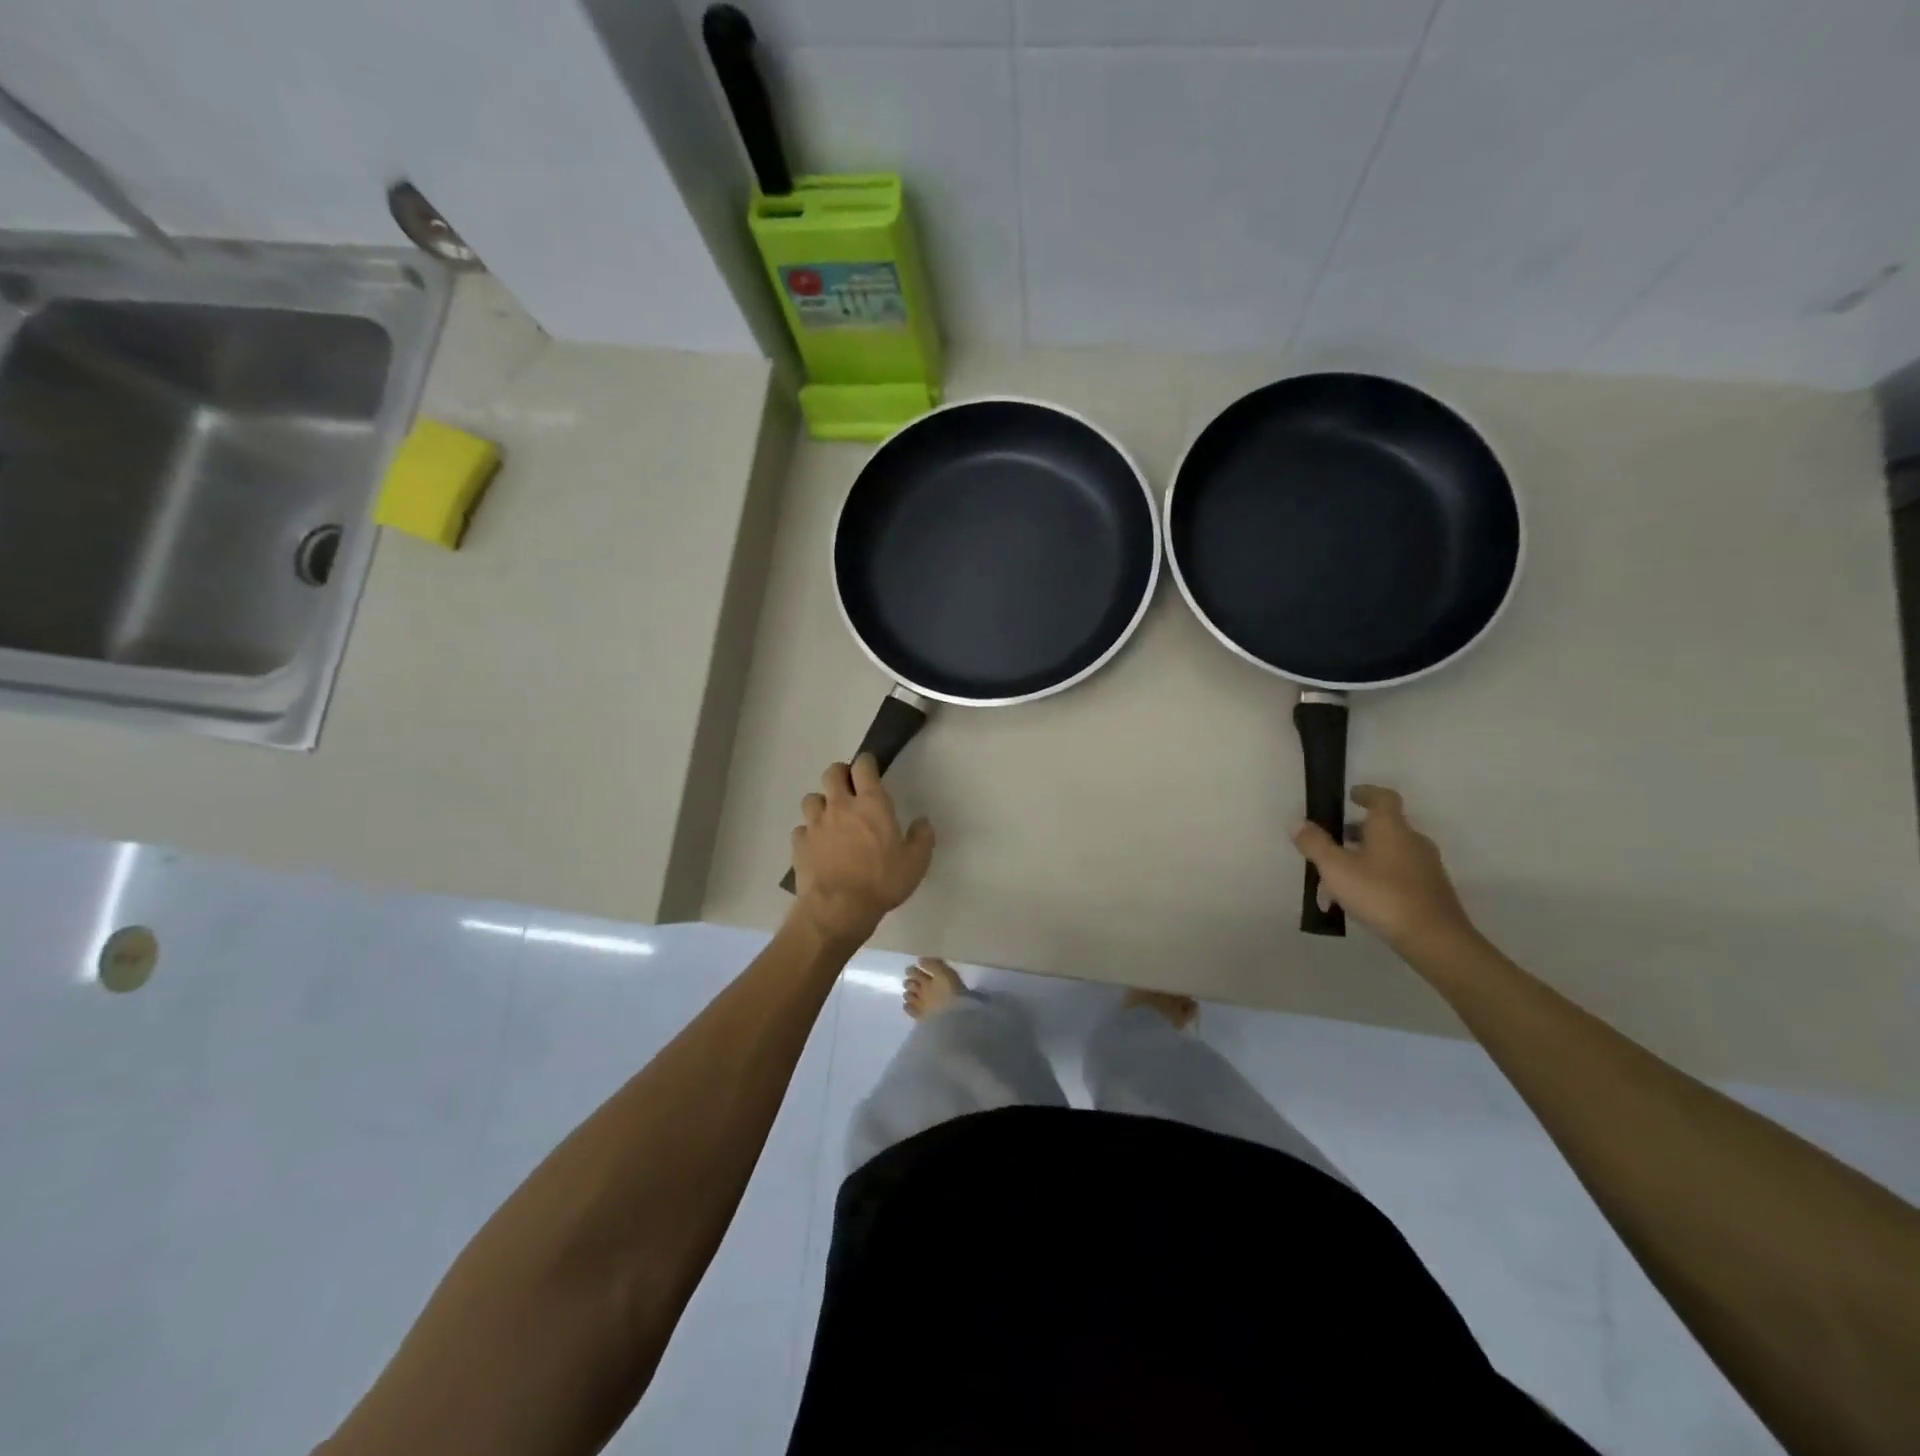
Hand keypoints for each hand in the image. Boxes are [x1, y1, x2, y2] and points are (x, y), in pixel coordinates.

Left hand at [790, 755, 934, 945]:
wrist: (838, 909)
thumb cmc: (881, 882)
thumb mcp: (915, 863)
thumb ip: (921, 838)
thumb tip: (923, 821)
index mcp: (871, 804)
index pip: (863, 766)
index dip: (866, 763)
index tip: (870, 768)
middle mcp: (840, 806)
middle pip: (832, 773)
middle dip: (840, 775)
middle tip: (850, 789)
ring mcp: (816, 824)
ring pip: (811, 798)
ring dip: (821, 803)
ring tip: (831, 818)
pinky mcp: (800, 844)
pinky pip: (802, 829)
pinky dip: (809, 833)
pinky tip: (817, 845)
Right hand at [1291, 785, 1476, 953]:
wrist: (1435, 939)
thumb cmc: (1381, 894)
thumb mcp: (1336, 869)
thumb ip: (1315, 844)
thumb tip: (1298, 823)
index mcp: (1391, 828)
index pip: (1383, 797)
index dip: (1367, 793)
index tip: (1351, 796)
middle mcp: (1412, 840)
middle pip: (1383, 827)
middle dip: (1356, 834)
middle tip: (1332, 845)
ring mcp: (1425, 866)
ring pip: (1388, 854)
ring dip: (1363, 860)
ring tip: (1337, 883)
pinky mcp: (1431, 890)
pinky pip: (1398, 874)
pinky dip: (1377, 878)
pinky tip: (1360, 901)